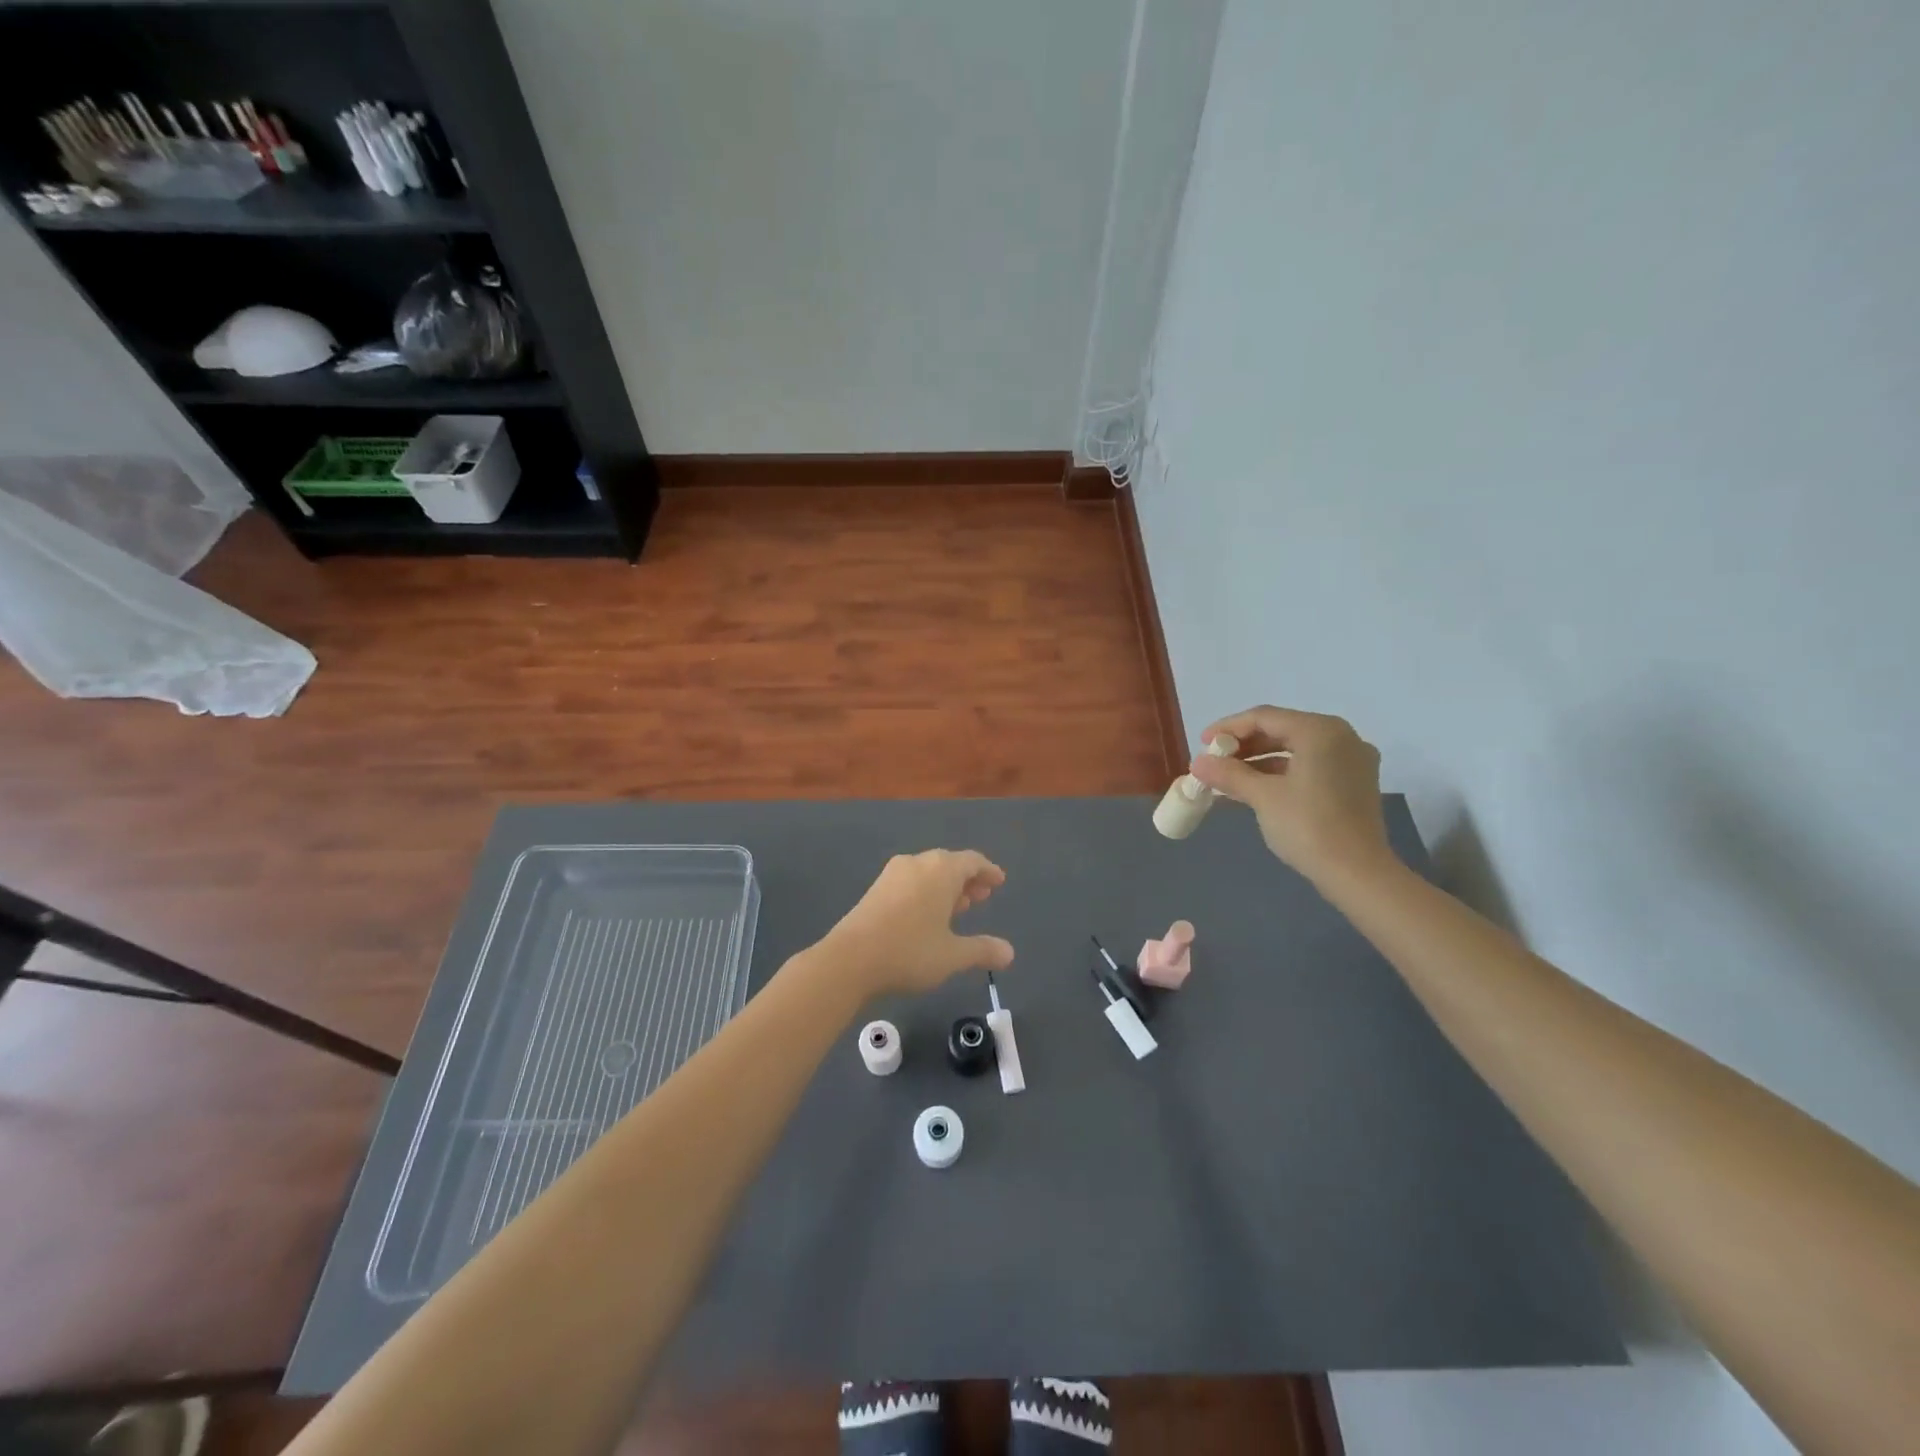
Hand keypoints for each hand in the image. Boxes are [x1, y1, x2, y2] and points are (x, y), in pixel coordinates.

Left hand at [819, 849, 1014, 997]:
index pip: (972, 861)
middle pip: (950, 863)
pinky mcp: (876, 888)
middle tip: (982, 897)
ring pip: (928, 872)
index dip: (988, 871)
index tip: (999, 882)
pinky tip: (928, 915)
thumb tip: (1010, 952)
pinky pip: (911, 881)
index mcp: (941, 870)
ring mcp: (893, 873)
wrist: (849, 959)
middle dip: (968, 879)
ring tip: (959, 907)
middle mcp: (918, 863)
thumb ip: (982, 950)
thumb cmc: (909, 951)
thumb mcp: (952, 956)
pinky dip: (926, 891)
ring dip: (946, 886)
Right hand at [1188, 706, 1392, 886]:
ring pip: (1296, 749)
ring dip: (1260, 760)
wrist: (1358, 874)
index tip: (1202, 743)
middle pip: (1282, 730)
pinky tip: (1256, 787)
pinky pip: (1310, 765)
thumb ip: (1229, 774)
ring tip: (1229, 776)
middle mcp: (1341, 737)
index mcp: (1320, 731)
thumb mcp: (1262, 797)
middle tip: (1214, 760)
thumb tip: (1197, 762)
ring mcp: (1352, 760)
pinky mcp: (1354, 783)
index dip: (1229, 727)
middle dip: (1244, 744)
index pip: (1265, 717)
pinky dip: (1282, 772)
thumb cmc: (1309, 827)